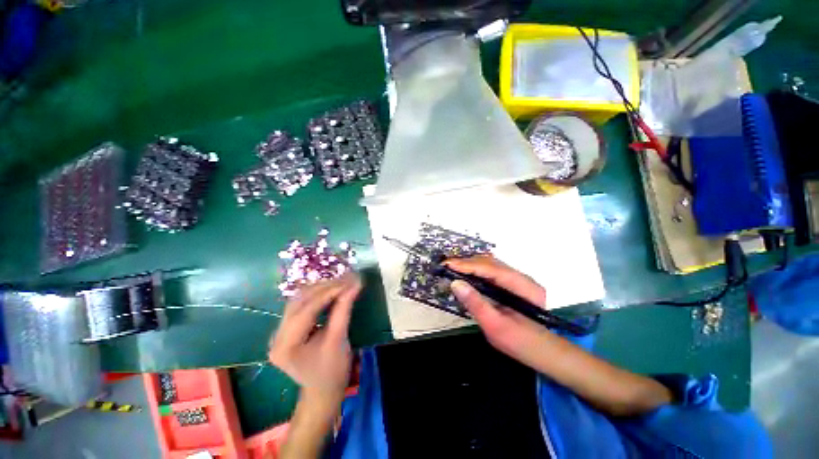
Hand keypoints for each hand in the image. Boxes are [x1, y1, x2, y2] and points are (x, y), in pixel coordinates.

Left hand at [269, 273, 361, 396]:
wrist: (323, 390)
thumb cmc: (333, 371)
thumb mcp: (339, 339)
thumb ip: (344, 309)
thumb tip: (354, 285)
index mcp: (286, 345)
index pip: (307, 309)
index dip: (330, 292)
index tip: (350, 281)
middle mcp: (277, 335)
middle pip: (300, 301)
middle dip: (327, 287)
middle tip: (348, 278)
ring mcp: (279, 331)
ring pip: (300, 299)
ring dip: (322, 288)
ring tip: (342, 282)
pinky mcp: (287, 328)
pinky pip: (301, 304)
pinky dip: (318, 295)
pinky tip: (332, 290)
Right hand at [445, 255, 550, 361]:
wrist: (543, 353)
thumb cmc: (520, 343)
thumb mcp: (495, 326)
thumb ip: (475, 303)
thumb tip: (455, 283)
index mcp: (523, 288)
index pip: (491, 269)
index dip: (468, 265)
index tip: (448, 265)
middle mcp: (522, 278)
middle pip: (491, 263)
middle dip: (467, 262)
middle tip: (446, 266)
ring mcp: (518, 280)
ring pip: (491, 264)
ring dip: (471, 264)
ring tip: (452, 268)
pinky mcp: (513, 284)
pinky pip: (492, 271)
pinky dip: (476, 270)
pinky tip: (466, 274)